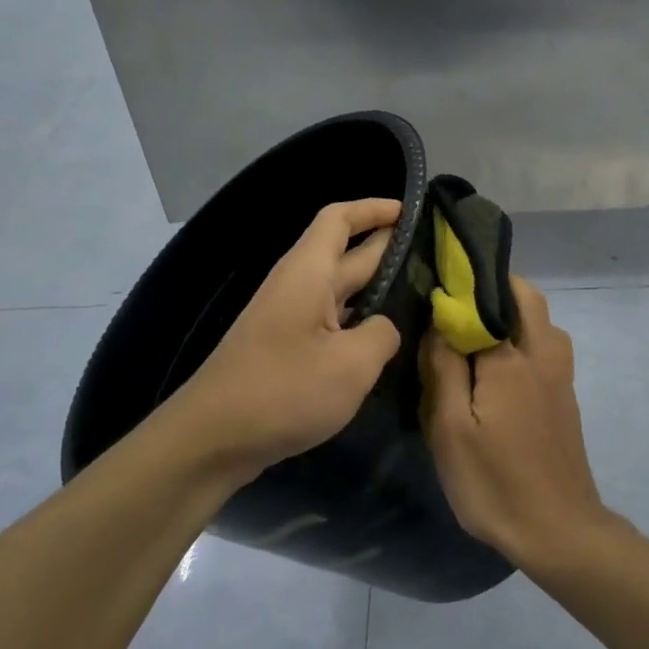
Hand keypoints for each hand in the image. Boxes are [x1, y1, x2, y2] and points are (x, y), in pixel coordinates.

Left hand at [164, 199, 404, 485]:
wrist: (211, 440)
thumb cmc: (283, 391)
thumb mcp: (351, 365)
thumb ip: (382, 335)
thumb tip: (385, 327)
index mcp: (309, 273)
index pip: (340, 219)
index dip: (375, 208)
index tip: (413, 211)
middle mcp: (298, 286)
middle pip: (347, 253)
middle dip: (389, 248)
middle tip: (436, 256)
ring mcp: (290, 319)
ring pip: (342, 291)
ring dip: (379, 288)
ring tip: (423, 295)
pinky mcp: (287, 349)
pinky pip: (332, 322)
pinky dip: (361, 321)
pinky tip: (386, 340)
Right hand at [420, 276, 618, 570]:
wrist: (558, 530)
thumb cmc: (495, 482)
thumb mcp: (450, 430)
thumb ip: (444, 369)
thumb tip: (439, 323)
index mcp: (512, 358)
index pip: (487, 299)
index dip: (461, 286)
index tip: (436, 283)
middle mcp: (543, 356)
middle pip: (527, 299)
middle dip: (495, 288)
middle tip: (457, 304)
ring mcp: (560, 377)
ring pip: (542, 323)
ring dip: (514, 314)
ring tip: (475, 333)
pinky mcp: (565, 399)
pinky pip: (546, 348)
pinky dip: (524, 338)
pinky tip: (498, 367)